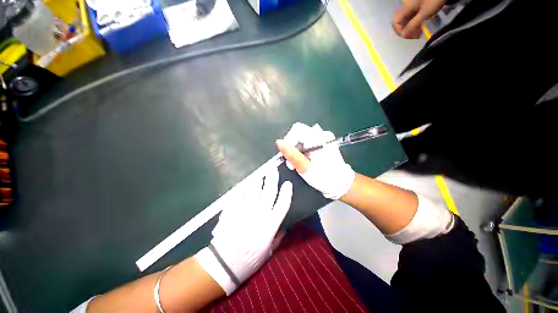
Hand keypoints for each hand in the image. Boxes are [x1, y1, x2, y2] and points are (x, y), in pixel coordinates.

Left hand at [195, 168, 291, 294]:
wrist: (223, 264)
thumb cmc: (248, 260)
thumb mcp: (268, 252)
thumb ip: (277, 237)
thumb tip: (284, 226)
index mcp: (270, 225)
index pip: (282, 204)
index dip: (287, 192)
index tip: (288, 183)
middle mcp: (260, 214)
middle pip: (269, 191)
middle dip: (273, 178)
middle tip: (273, 169)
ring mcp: (245, 210)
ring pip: (254, 190)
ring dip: (258, 180)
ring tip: (260, 175)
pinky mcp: (233, 210)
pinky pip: (240, 195)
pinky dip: (243, 189)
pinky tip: (245, 186)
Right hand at [276, 122, 354, 199]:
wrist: (341, 183)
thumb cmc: (323, 177)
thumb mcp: (305, 168)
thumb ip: (292, 154)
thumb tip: (279, 142)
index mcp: (317, 138)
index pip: (296, 130)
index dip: (288, 142)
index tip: (289, 157)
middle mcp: (322, 134)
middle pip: (299, 134)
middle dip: (293, 148)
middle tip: (293, 163)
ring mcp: (324, 138)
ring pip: (302, 139)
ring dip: (297, 150)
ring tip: (299, 163)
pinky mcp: (324, 143)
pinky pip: (308, 142)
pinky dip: (303, 150)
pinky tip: (305, 160)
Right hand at [392, 0, 445, 38]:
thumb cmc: (434, 0)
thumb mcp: (424, 14)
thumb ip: (412, 25)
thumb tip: (403, 36)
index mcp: (404, 8)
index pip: (396, 23)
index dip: (401, 31)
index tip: (411, 36)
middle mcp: (404, 5)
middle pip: (400, 20)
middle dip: (406, 29)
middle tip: (415, 35)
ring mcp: (410, 2)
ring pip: (406, 17)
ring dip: (411, 25)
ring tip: (419, 29)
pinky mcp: (416, 1)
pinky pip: (411, 13)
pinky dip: (414, 19)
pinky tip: (421, 22)